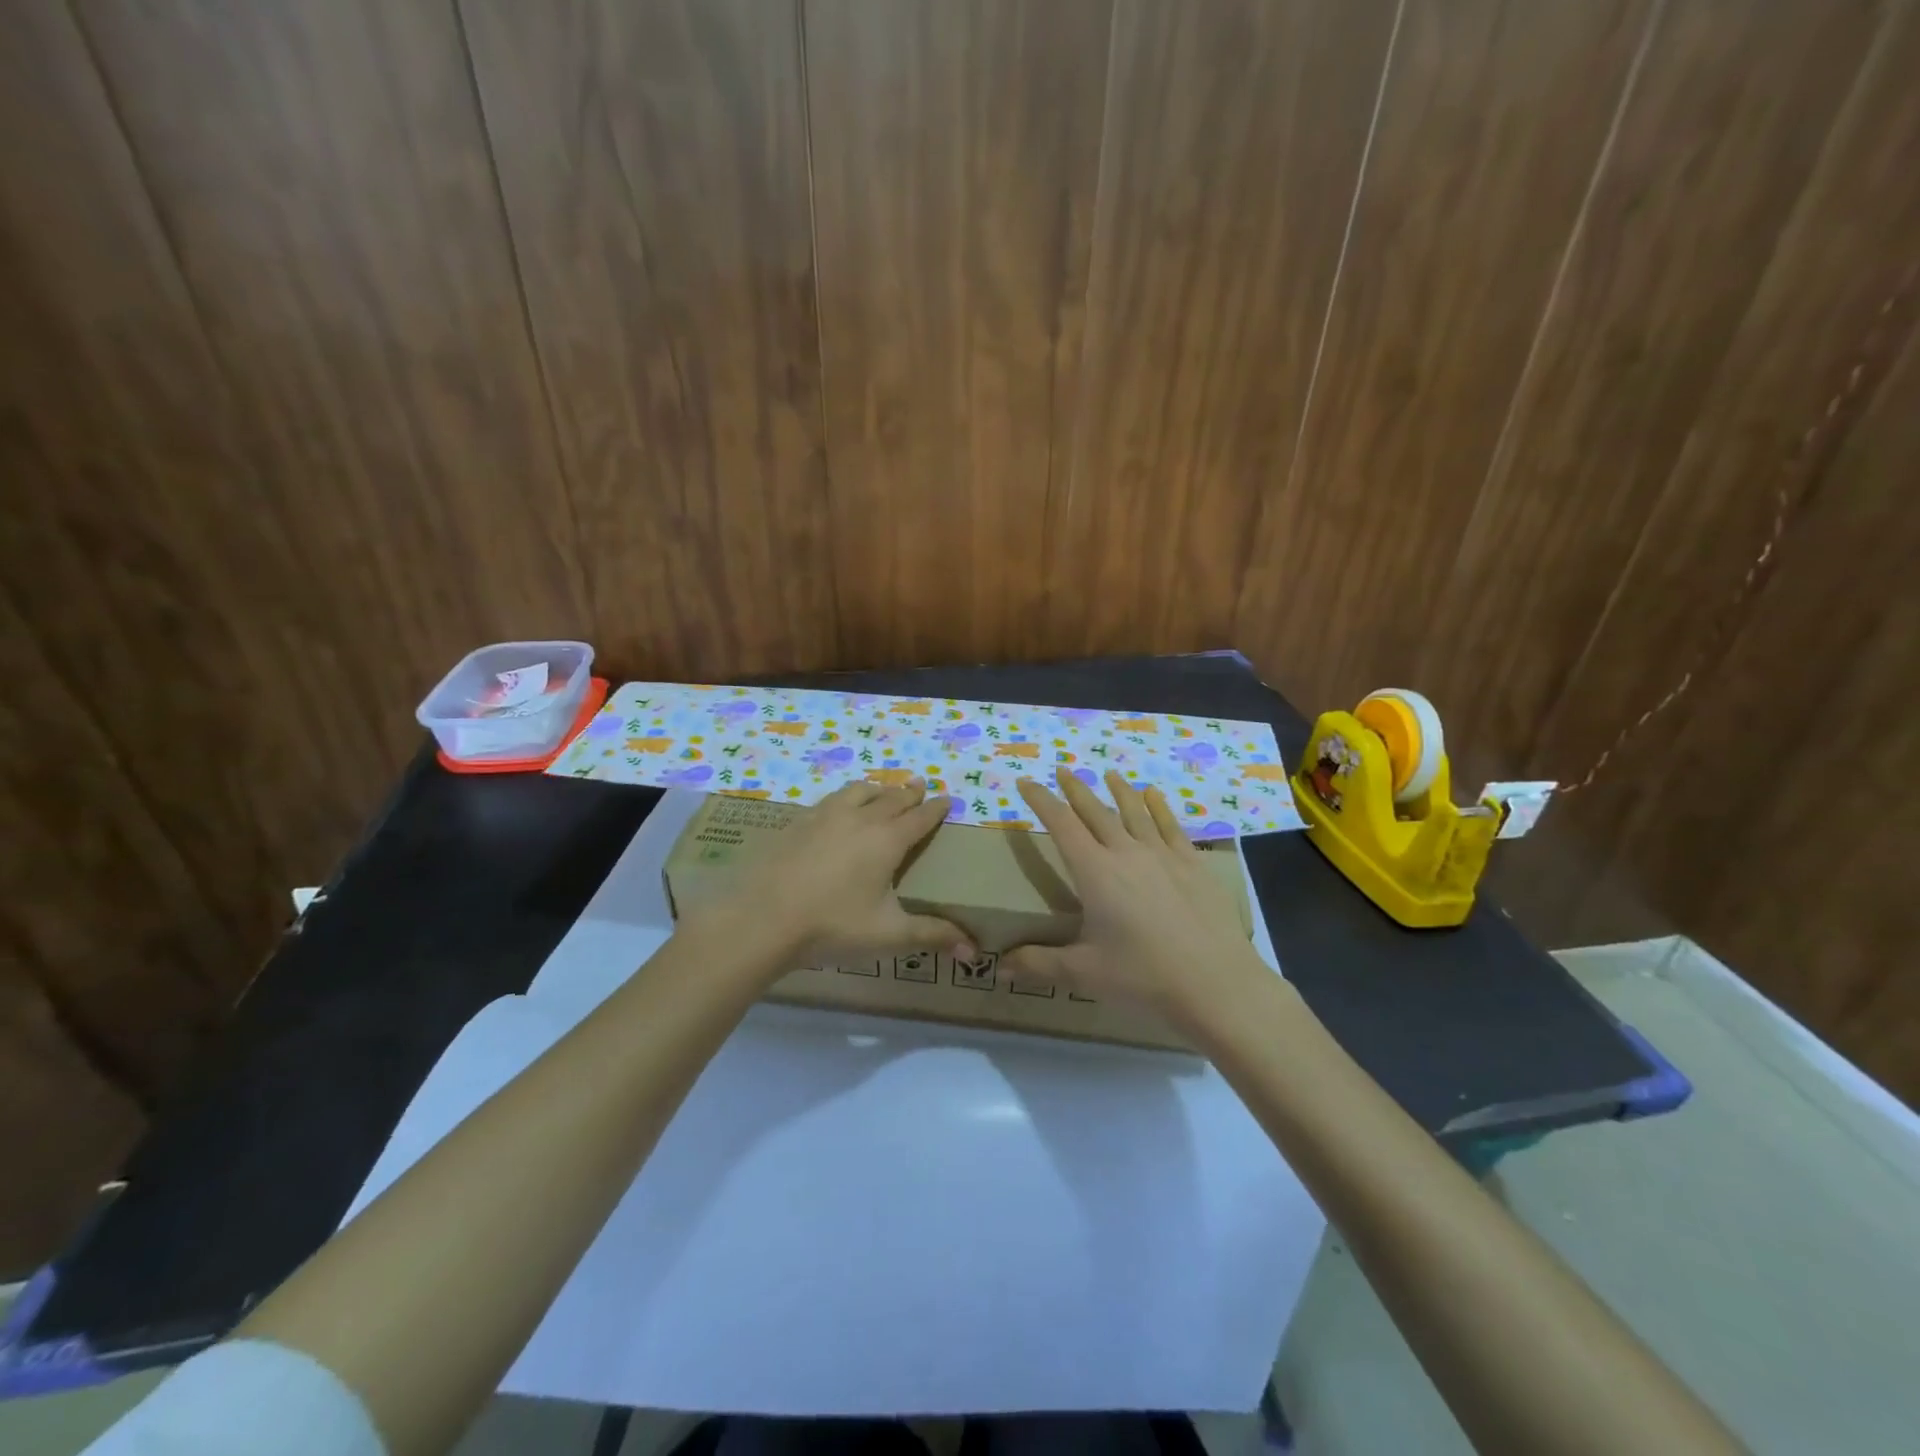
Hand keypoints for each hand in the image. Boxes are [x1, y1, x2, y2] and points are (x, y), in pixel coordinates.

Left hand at [706, 779, 972, 974]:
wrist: (761, 919)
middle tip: (919, 785)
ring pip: (858, 791)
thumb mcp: (888, 934)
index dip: (936, 808)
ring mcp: (824, 816)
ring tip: (881, 790)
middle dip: (909, 792)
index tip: (947, 798)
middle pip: (891, 798)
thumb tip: (973, 951)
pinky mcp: (796, 822)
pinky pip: (829, 800)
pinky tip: (836, 809)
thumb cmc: (832, 925)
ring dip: (876, 789)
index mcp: (887, 840)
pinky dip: (844, 798)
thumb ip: (932, 936)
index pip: (920, 817)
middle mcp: (859, 818)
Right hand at [1006, 768, 1264, 1026]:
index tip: (1026, 781)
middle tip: (1063, 770)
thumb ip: (1038, 964)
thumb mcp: (1084, 973)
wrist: (1218, 984)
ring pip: (1134, 811)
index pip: (1061, 824)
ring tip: (1109, 774)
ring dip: (1118, 790)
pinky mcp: (1193, 865)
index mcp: (1095, 872)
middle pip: (1096, 811)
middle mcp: (1126, 852)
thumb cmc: (1144, 977)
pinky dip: (1158, 807)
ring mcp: (1163, 855)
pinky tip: (1154, 796)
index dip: (1041, 800)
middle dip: (1076, 789)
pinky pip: (1170, 826)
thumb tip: (997, 967)